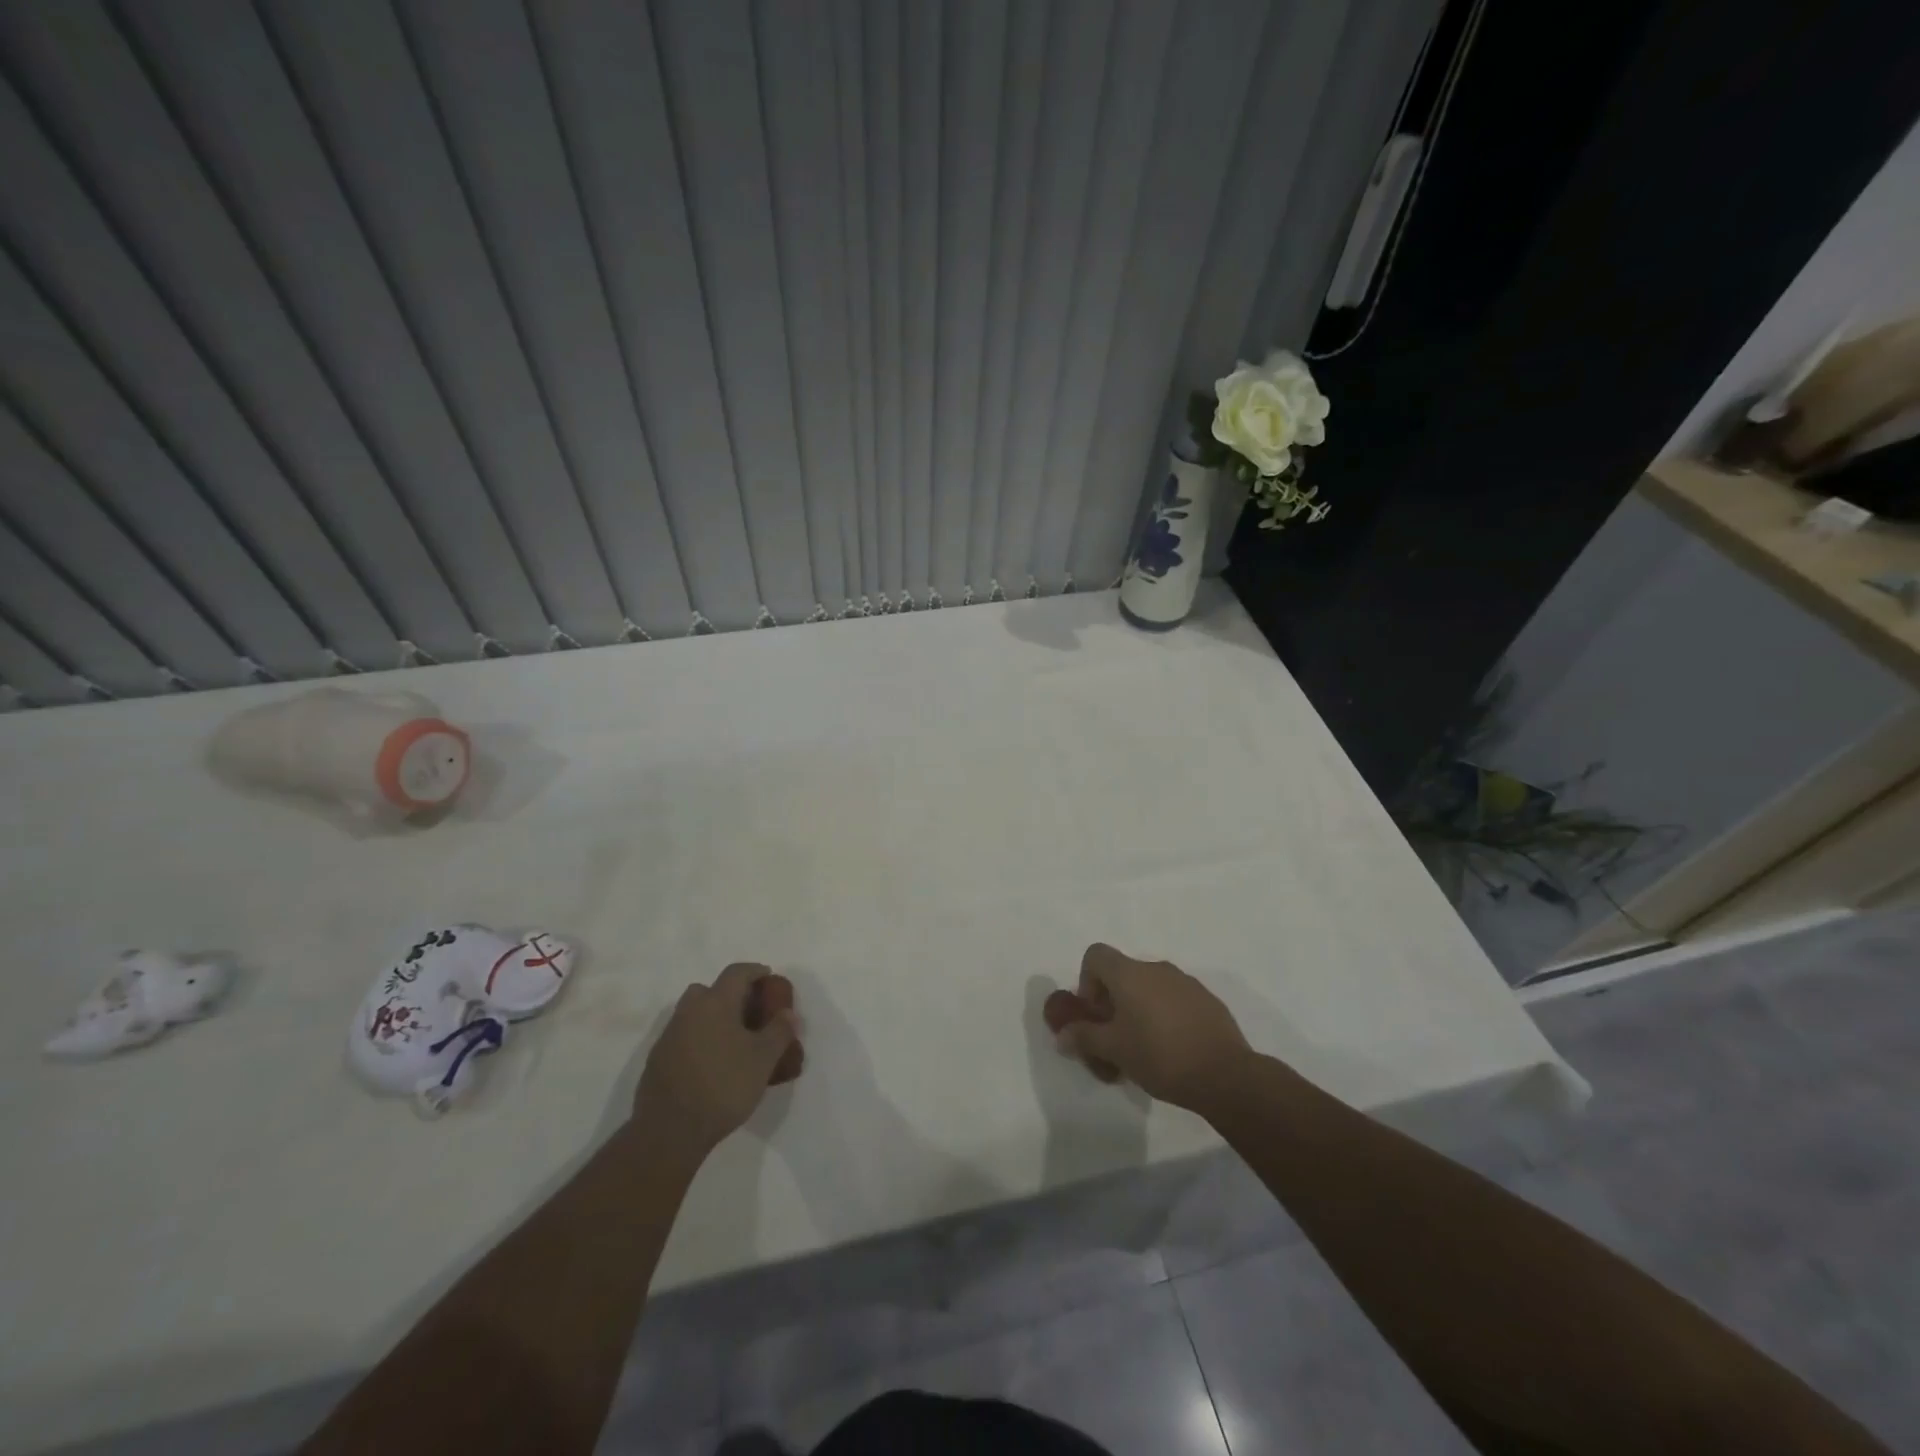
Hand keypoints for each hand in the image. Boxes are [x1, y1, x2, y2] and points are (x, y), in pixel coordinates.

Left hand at [635, 963, 800, 1157]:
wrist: (669, 1131)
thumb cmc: (723, 1086)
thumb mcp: (763, 1060)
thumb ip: (779, 1031)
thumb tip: (788, 1013)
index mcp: (715, 1003)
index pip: (736, 972)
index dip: (755, 971)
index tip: (769, 978)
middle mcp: (689, 1012)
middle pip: (708, 990)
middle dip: (729, 994)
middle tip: (748, 1012)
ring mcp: (669, 1036)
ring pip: (693, 1014)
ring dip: (712, 1018)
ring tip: (732, 1040)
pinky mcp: (657, 1060)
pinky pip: (683, 1037)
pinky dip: (698, 1040)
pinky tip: (711, 1064)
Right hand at [1049, 943, 1250, 1112]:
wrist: (1225, 1075)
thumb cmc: (1159, 1056)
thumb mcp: (1114, 1050)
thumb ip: (1084, 1038)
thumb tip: (1063, 1035)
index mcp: (1130, 973)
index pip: (1096, 955)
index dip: (1087, 981)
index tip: (1095, 1014)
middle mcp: (1157, 968)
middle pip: (1123, 973)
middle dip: (1113, 1001)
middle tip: (1115, 1037)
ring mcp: (1186, 982)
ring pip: (1150, 987)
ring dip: (1139, 1009)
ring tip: (1144, 1048)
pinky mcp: (1208, 1000)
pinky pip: (1175, 999)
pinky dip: (1165, 1015)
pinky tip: (1172, 1049)